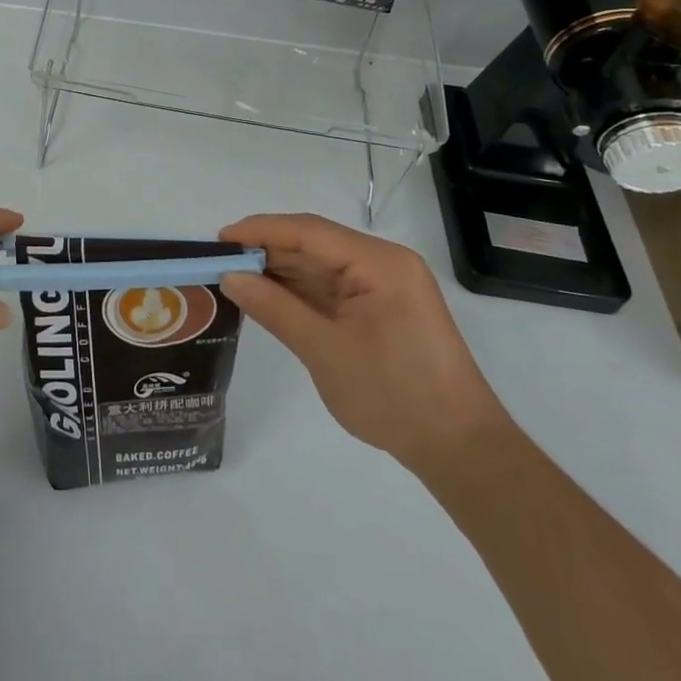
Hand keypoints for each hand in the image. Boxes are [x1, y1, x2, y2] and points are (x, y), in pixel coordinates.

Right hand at [218, 213, 508, 469]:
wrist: (460, 450)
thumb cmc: (394, 395)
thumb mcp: (324, 351)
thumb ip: (274, 308)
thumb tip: (230, 277)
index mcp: (380, 263)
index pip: (309, 232)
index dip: (261, 230)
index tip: (220, 238)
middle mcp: (385, 263)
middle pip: (315, 244)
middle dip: (267, 250)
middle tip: (220, 260)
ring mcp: (386, 286)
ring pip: (322, 266)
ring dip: (281, 271)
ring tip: (235, 276)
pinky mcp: (383, 308)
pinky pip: (333, 288)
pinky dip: (300, 291)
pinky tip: (269, 295)